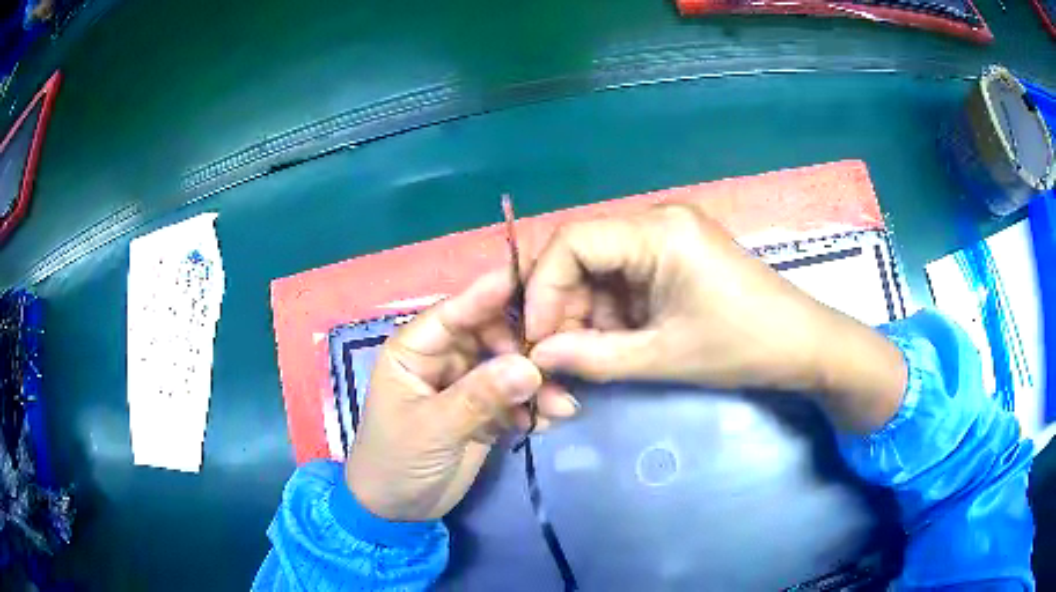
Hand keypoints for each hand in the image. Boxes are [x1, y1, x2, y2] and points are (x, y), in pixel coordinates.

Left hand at [346, 270, 578, 520]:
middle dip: (524, 350)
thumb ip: (479, 396)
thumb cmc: (397, 460)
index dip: (492, 296)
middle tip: (557, 367)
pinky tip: (548, 422)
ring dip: (536, 384)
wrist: (397, 510)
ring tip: (561, 405)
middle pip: (490, 336)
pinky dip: (532, 407)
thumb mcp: (433, 427)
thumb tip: (530, 366)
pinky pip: (513, 398)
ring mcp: (464, 385)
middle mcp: (442, 359)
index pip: (455, 312)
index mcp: (415, 350)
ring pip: (507, 367)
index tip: (536, 285)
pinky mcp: (482, 411)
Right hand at [525, 204, 906, 431]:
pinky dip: (613, 310)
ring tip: (591, 355)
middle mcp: (658, 219)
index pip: (571, 241)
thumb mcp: (664, 356)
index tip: (537, 339)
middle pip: (583, 254)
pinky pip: (626, 276)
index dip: (542, 288)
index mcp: (658, 230)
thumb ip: (593, 357)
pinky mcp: (678, 253)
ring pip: (602, 268)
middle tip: (558, 354)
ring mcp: (669, 234)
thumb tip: (537, 358)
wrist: (804, 345)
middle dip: (564, 305)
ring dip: (589, 312)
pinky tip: (618, 341)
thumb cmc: (742, 347)